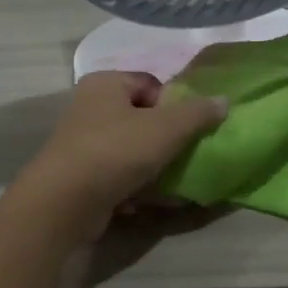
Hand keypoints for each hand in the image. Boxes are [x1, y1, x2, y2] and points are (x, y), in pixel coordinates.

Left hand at [19, 71, 226, 228]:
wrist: (64, 204)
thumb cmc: (116, 151)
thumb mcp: (166, 128)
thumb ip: (198, 113)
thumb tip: (224, 100)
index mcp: (105, 84)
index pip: (151, 84)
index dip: (173, 104)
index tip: (186, 129)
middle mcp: (89, 108)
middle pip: (142, 118)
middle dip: (166, 139)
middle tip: (184, 156)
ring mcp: (82, 144)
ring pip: (131, 150)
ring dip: (153, 167)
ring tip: (171, 183)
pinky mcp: (81, 177)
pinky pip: (117, 176)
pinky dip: (134, 187)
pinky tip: (147, 203)